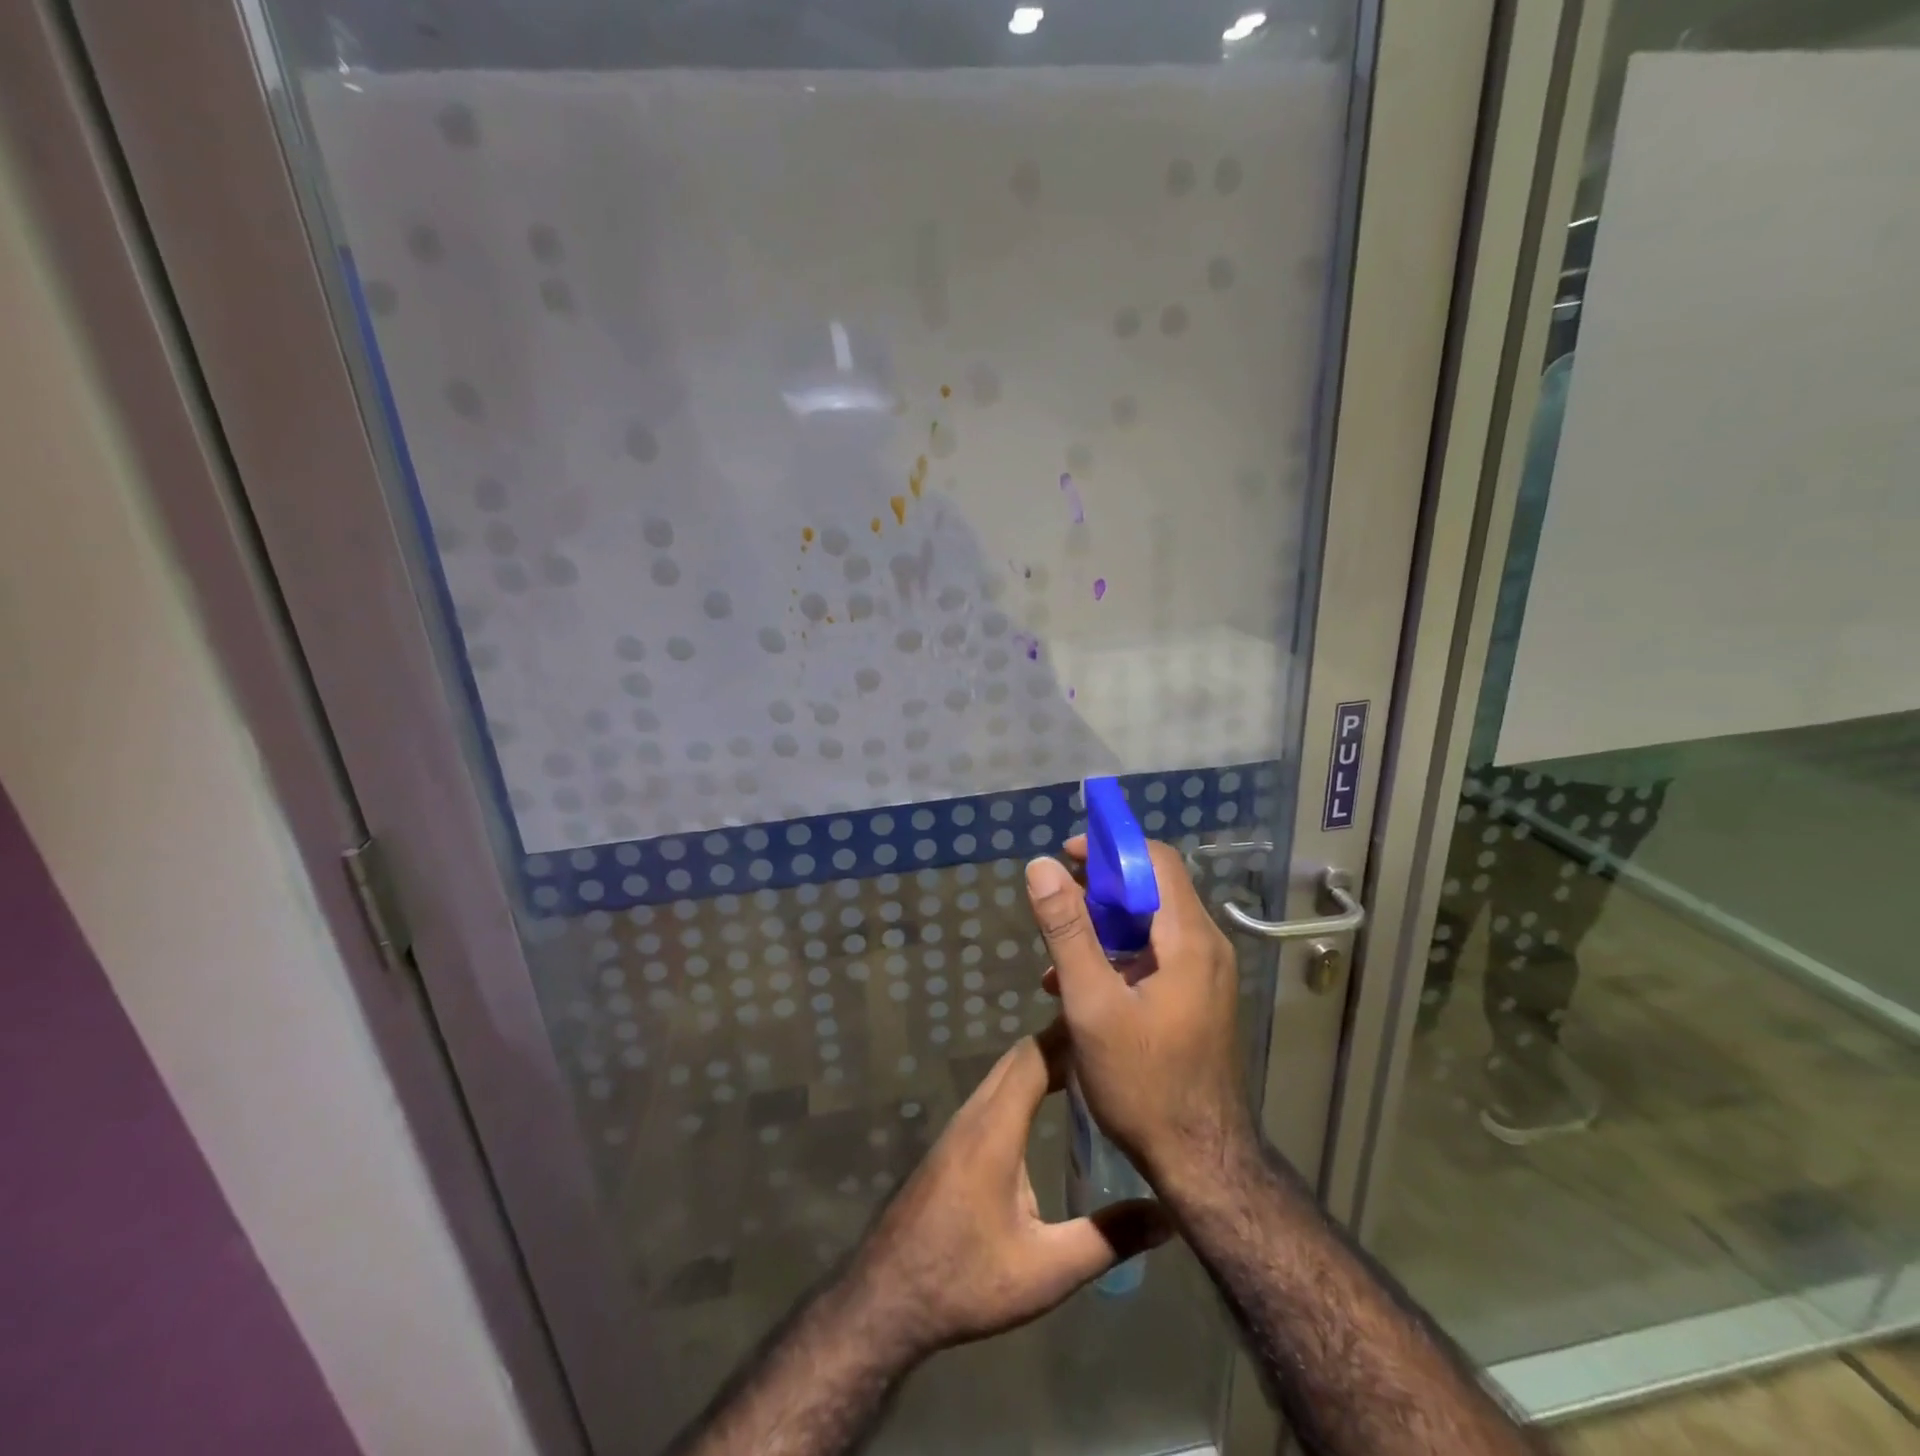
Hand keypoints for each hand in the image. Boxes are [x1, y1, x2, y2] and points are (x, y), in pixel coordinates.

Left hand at [842, 1024, 1167, 1359]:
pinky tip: (1048, 1107)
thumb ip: (1107, 1239)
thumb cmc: (966, 1279)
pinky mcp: (954, 1142)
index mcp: (996, 1127)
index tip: (1110, 1027)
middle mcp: (976, 1113)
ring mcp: (960, 1126)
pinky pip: (995, 1093)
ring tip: (1090, 1071)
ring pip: (1005, 1074)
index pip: (1035, 1056)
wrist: (888, 1297)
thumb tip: (1166, 1215)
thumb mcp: (1046, 1270)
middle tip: (1111, 1050)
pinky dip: (1026, 1083)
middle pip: (1020, 1057)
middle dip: (1063, 1045)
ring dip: (1043, 1063)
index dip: (1070, 1035)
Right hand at [1027, 842, 1253, 1190]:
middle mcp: (1206, 947)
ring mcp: (1206, 975)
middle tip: (1055, 907)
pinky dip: (1117, 958)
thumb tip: (1042, 867)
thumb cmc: (1144, 1083)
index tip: (1066, 856)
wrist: (1201, 1163)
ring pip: (1150, 926)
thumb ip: (1067, 931)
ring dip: (1102, 929)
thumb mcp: (1092, 1004)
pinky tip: (1078, 987)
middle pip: (1152, 890)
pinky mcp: (1198, 999)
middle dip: (1099, 890)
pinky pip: (1155, 957)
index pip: (1155, 860)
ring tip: (1057, 955)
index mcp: (1189, 939)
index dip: (1109, 848)